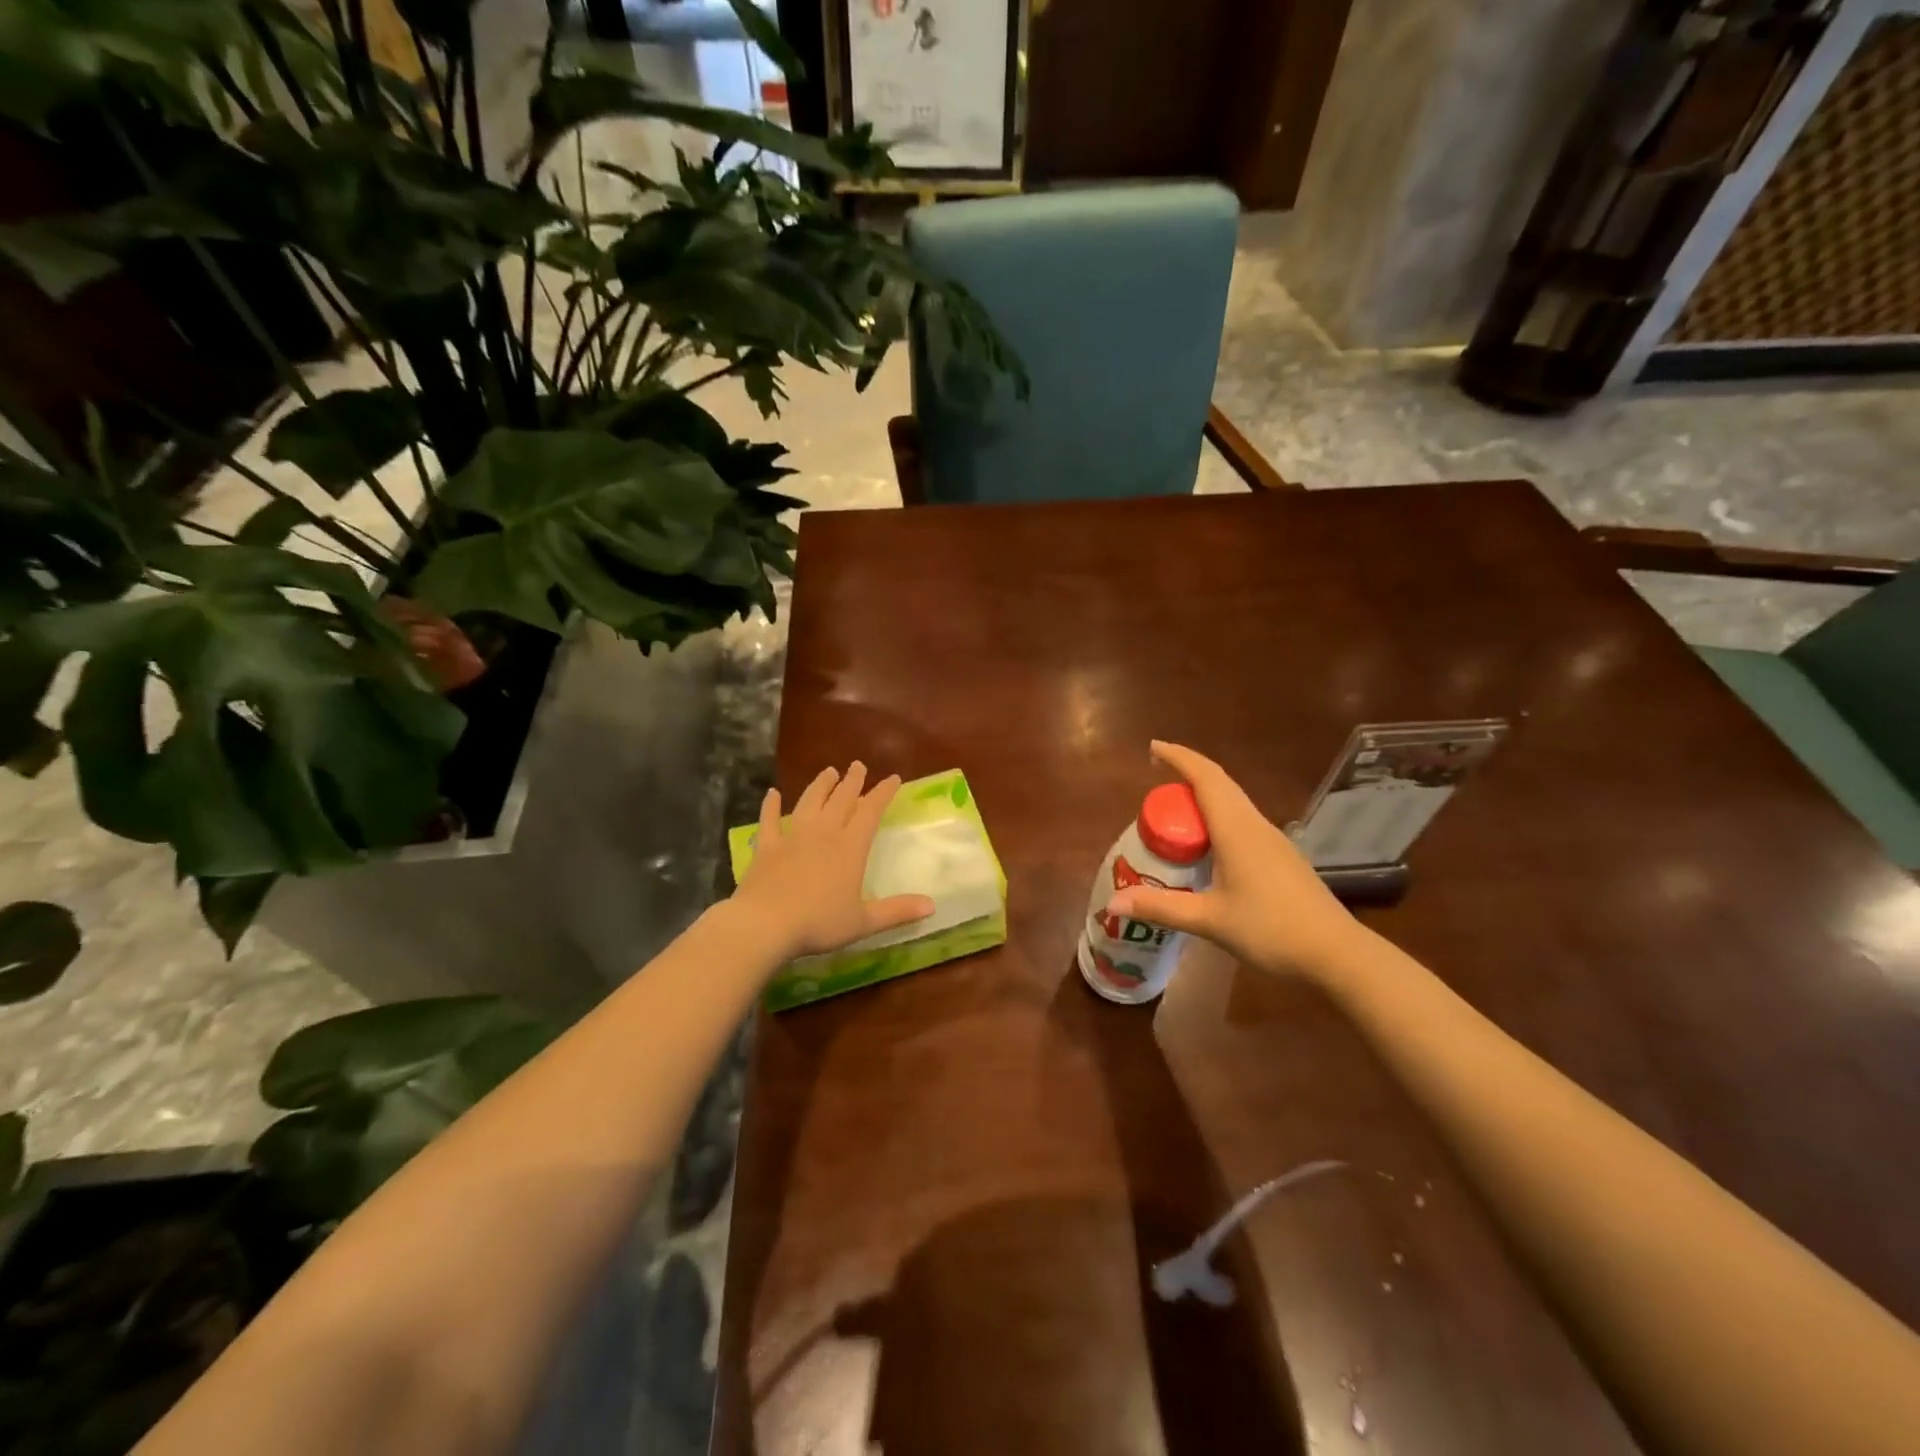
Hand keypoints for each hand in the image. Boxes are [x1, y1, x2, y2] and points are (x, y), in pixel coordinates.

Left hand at [732, 762, 934, 960]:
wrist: (765, 924)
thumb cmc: (818, 923)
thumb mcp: (863, 922)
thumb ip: (897, 911)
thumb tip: (932, 906)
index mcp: (850, 848)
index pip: (870, 812)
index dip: (882, 793)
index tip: (892, 778)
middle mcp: (823, 834)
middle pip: (840, 800)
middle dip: (852, 782)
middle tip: (857, 765)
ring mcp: (792, 838)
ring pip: (809, 803)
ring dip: (819, 786)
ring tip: (828, 772)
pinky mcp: (766, 848)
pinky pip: (769, 821)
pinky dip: (771, 806)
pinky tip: (772, 794)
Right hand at [1106, 741, 1363, 980]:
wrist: (1337, 954)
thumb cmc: (1271, 930)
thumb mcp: (1209, 920)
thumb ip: (1161, 908)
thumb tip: (1113, 903)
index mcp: (1236, 829)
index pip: (1205, 778)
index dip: (1179, 757)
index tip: (1154, 747)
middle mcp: (1255, 825)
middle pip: (1221, 783)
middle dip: (1189, 772)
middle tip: (1157, 774)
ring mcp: (1273, 841)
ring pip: (1234, 802)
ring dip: (1205, 794)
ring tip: (1177, 808)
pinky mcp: (1282, 858)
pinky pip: (1243, 821)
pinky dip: (1218, 816)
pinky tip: (1209, 843)